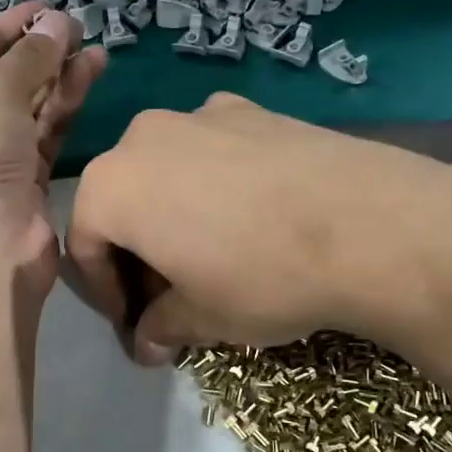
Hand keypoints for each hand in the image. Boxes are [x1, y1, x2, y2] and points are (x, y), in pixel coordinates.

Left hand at [0, 2, 105, 293]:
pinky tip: (91, 73)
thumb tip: (59, 21)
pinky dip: (67, 102)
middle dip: (35, 52)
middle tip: (72, 27)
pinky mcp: (24, 177)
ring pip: (27, 104)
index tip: (41, 10)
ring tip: (92, 47)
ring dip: (58, 75)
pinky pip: (45, 129)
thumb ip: (28, 56)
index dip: (2, 30)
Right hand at [65, 94, 451, 363]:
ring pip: (166, 169)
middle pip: (123, 200)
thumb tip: (148, 343)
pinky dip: (214, 182)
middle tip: (170, 292)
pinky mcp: (250, 108)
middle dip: (137, 250)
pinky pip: (212, 149)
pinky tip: (253, 213)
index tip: (134, 324)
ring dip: (174, 212)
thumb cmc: (261, 276)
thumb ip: (162, 326)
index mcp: (112, 185)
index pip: (84, 245)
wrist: (367, 222)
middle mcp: (143, 136)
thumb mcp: (203, 317)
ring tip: (212, 251)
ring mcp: (200, 114)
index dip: (105, 292)